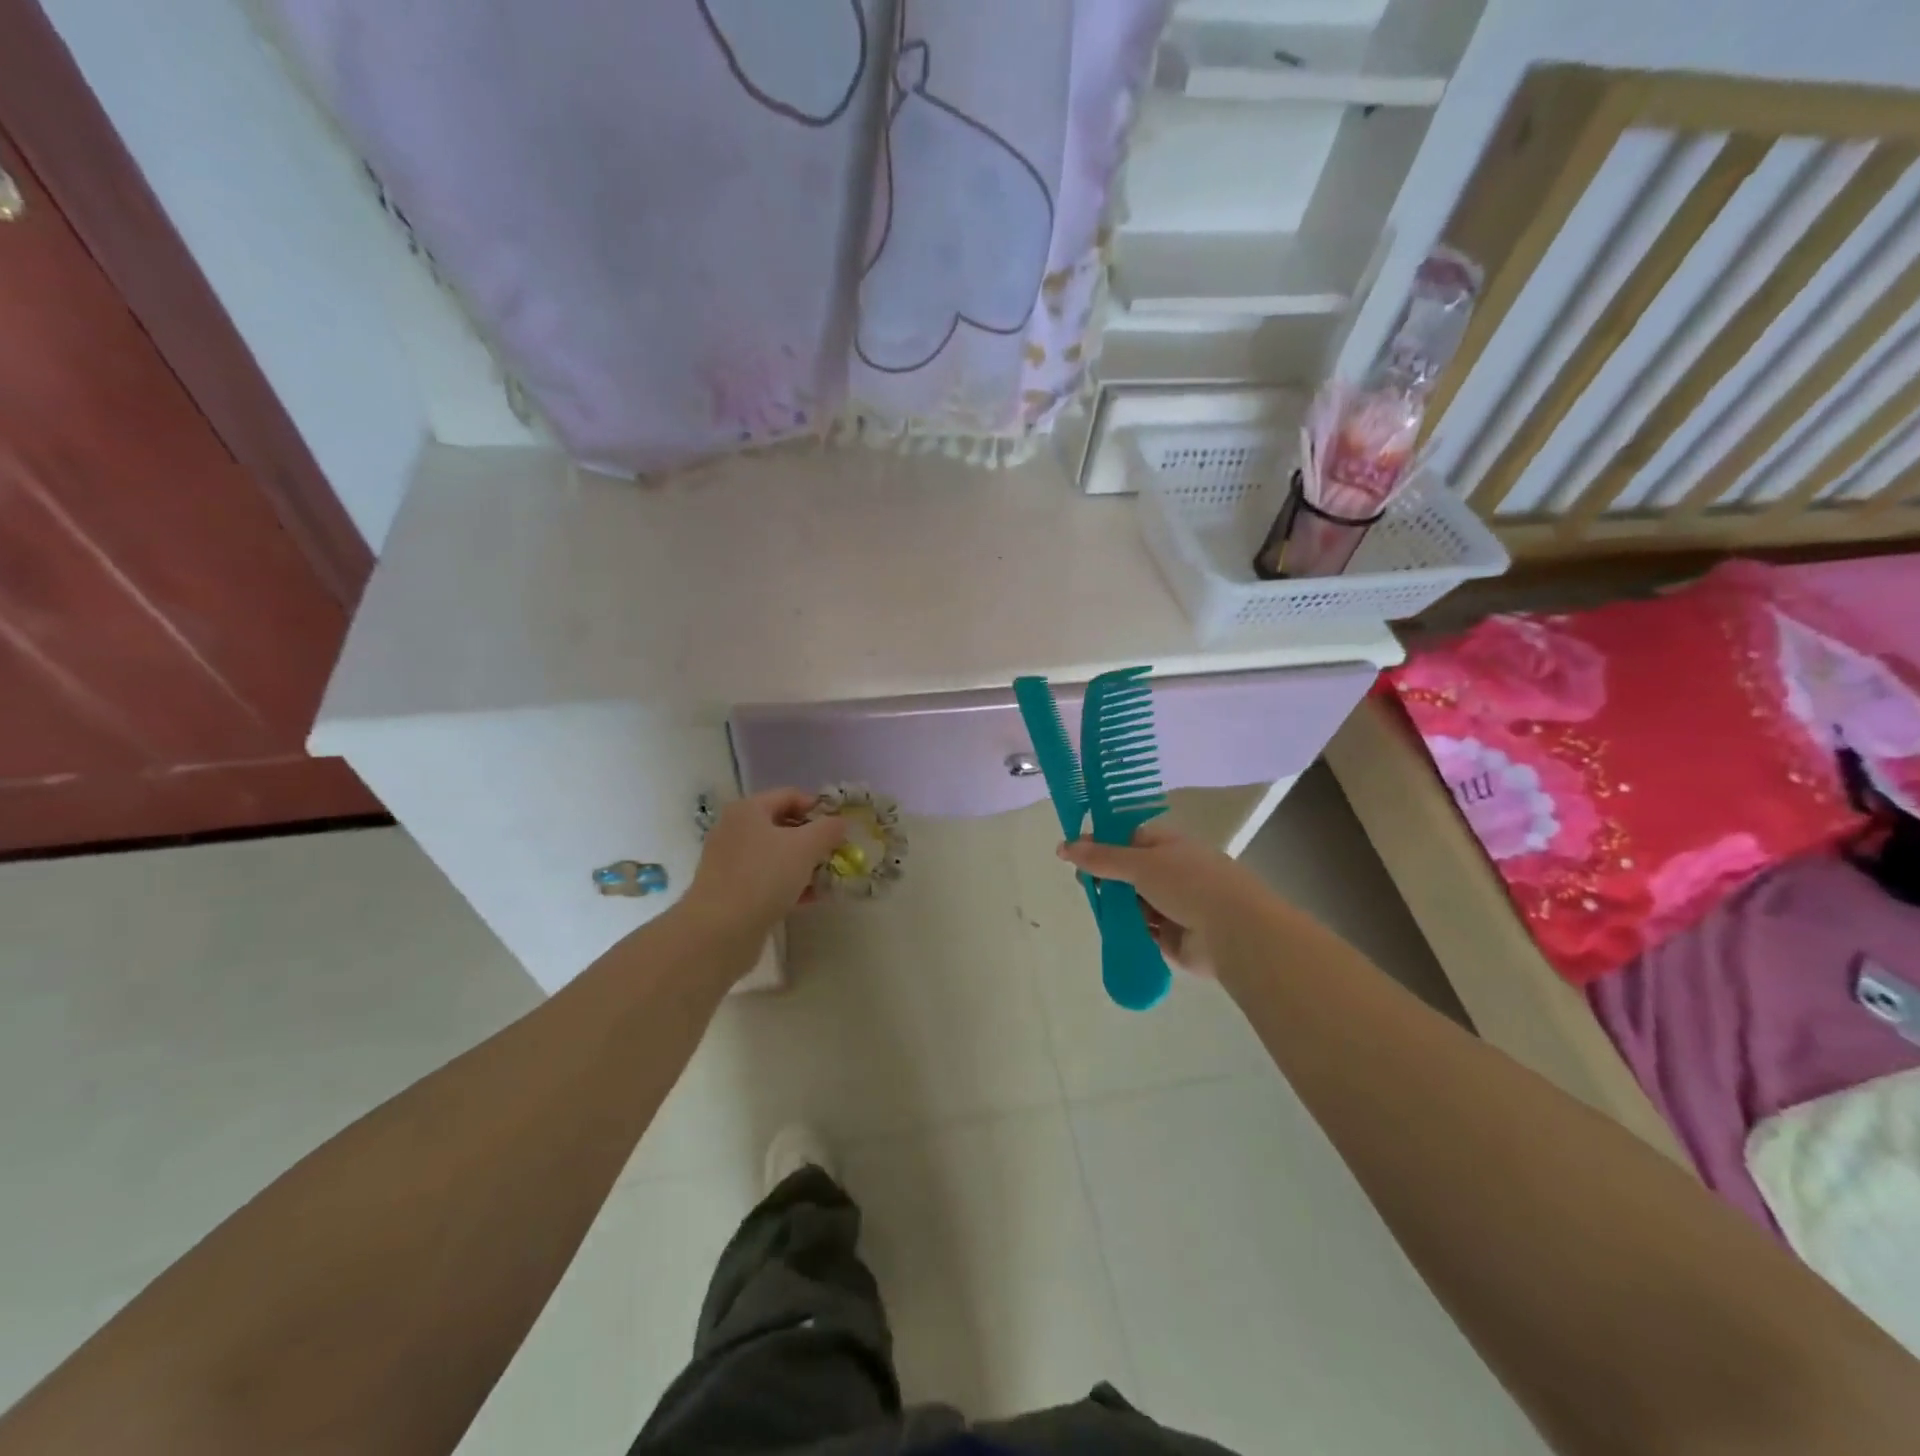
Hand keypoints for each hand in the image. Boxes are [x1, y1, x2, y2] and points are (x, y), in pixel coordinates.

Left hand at [687, 790, 848, 931]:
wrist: (719, 931)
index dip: (818, 807)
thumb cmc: (763, 877)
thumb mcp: (805, 847)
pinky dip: (788, 884)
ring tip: (827, 879)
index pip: (790, 796)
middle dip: (812, 839)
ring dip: (803, 864)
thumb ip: (828, 829)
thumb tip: (840, 822)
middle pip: (782, 826)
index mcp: (748, 810)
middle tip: (835, 854)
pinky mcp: (730, 890)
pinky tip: (809, 898)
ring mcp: (729, 862)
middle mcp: (735, 830)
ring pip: (775, 855)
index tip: (840, 828)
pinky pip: (766, 879)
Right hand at [1058, 823, 1263, 978]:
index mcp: (1169, 844)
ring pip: (1132, 902)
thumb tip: (1063, 846)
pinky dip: (1127, 930)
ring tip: (1099, 911)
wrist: (1234, 933)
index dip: (1100, 843)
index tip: (1072, 853)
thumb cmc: (1189, 884)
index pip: (1127, 837)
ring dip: (1116, 906)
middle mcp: (1171, 871)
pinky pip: (1141, 929)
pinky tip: (1112, 932)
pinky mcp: (1172, 937)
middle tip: (1086, 886)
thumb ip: (1100, 858)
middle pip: (1127, 872)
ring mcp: (1173, 905)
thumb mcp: (1140, 863)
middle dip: (1106, 879)